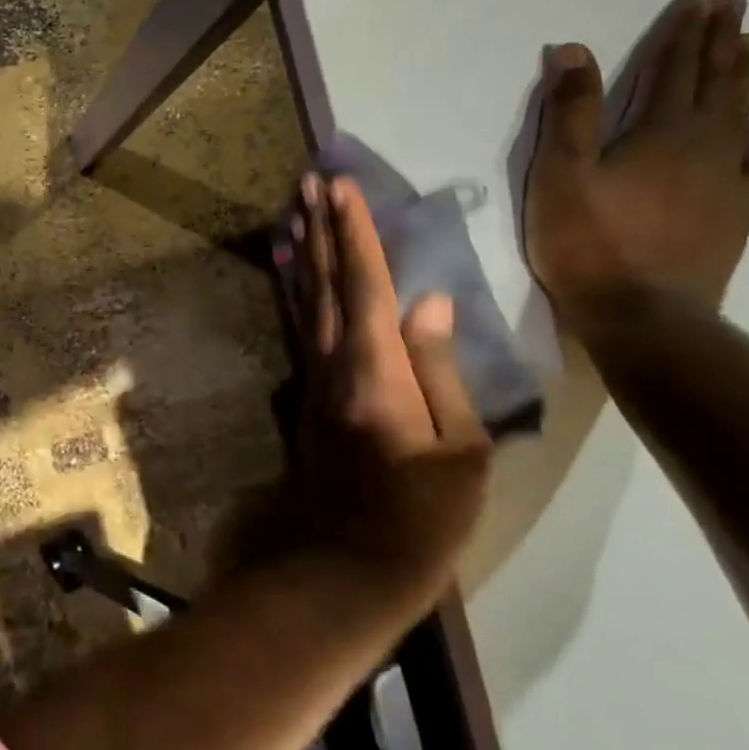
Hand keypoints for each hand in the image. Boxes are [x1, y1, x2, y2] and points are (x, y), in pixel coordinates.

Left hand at [284, 174, 492, 587]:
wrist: (345, 567)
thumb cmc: (420, 518)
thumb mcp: (457, 451)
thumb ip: (440, 368)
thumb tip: (429, 302)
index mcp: (375, 370)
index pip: (365, 283)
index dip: (353, 232)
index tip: (341, 186)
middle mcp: (333, 363)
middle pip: (324, 282)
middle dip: (318, 229)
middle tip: (307, 182)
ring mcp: (314, 379)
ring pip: (305, 301)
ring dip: (301, 252)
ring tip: (293, 211)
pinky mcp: (309, 397)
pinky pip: (301, 328)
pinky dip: (294, 293)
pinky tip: (290, 275)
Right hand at [524, 0, 748, 320]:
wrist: (641, 314)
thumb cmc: (587, 242)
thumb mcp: (559, 174)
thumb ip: (568, 112)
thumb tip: (572, 49)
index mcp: (658, 131)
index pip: (672, 70)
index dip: (682, 35)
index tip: (700, 1)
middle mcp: (703, 145)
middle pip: (714, 83)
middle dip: (720, 43)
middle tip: (733, 8)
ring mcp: (725, 179)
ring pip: (741, 113)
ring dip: (744, 77)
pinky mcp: (733, 212)